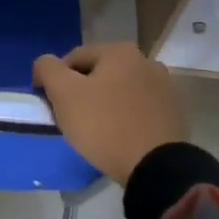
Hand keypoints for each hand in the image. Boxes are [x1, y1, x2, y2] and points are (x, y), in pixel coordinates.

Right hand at [32, 42, 188, 185]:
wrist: (156, 167)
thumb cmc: (104, 125)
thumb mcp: (64, 94)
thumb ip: (47, 69)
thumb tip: (44, 64)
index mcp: (119, 51)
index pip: (73, 59)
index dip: (55, 81)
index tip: (50, 106)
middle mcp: (145, 60)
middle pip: (98, 74)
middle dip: (81, 92)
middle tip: (70, 119)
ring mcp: (164, 86)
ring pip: (119, 91)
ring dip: (104, 104)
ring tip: (94, 131)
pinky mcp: (173, 112)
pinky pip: (138, 109)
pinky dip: (124, 117)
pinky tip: (118, 137)